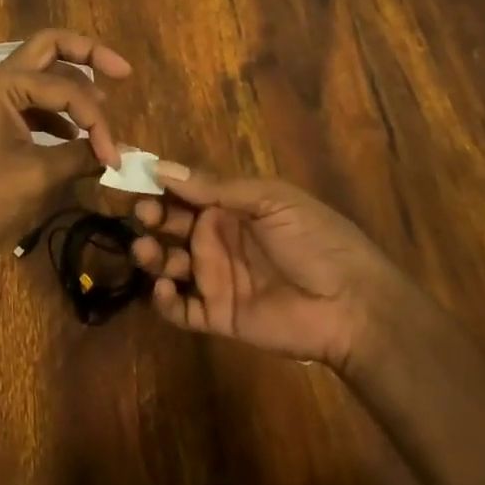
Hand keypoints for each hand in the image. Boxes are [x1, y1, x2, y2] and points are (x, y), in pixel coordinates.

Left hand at [0, 29, 132, 266]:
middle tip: (123, 71)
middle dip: (89, 55)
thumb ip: (80, 157)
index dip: (97, 121)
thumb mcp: (36, 177)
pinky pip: (34, 101)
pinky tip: (74, 136)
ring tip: (103, 110)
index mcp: (4, 84)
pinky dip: (58, 112)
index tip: (113, 157)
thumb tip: (118, 155)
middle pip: (51, 48)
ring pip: (43, 75)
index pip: (67, 88)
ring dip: (74, 87)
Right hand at [130, 162, 392, 370]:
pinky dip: (164, 303)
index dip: (158, 185)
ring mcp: (216, 278)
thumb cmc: (314, 240)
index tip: (131, 177)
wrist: (353, 304)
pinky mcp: (219, 316)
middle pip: (171, 226)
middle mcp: (217, 239)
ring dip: (151, 256)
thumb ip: (216, 187)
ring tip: (147, 251)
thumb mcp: (270, 199)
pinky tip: (164, 290)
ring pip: (169, 265)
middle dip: (151, 218)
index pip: (184, 192)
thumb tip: (162, 168)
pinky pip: (182, 310)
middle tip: (143, 217)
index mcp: (230, 206)